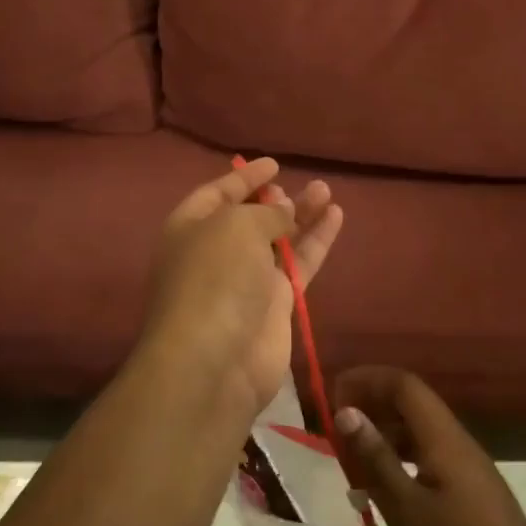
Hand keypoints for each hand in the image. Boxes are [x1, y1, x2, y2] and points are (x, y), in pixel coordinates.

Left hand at [140, 158, 343, 419]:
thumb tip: (284, 210)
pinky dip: (316, 241)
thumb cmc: (215, 278)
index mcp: (190, 228)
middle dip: (273, 200)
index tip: (273, 164)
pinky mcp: (275, 305)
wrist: (215, 361)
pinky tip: (336, 217)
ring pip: (279, 240)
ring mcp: (246, 281)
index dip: (244, 177)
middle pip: (248, 218)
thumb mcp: (236, 227)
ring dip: (301, 215)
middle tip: (298, 185)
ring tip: (326, 191)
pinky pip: (299, 264)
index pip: (217, 193)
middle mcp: (216, 252)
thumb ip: (265, 214)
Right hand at [334, 367, 525, 525]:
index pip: (404, 385)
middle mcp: (461, 446)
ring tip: (351, 462)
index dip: (367, 379)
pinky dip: (402, 465)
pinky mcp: (476, 500)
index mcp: (446, 441)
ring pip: (422, 436)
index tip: (332, 394)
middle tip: (335, 429)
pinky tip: (383, 495)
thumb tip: (347, 411)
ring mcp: (472, 474)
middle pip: (413, 406)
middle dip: (372, 407)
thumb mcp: (407, 512)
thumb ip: (376, 458)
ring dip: (385, 438)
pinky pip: (432, 462)